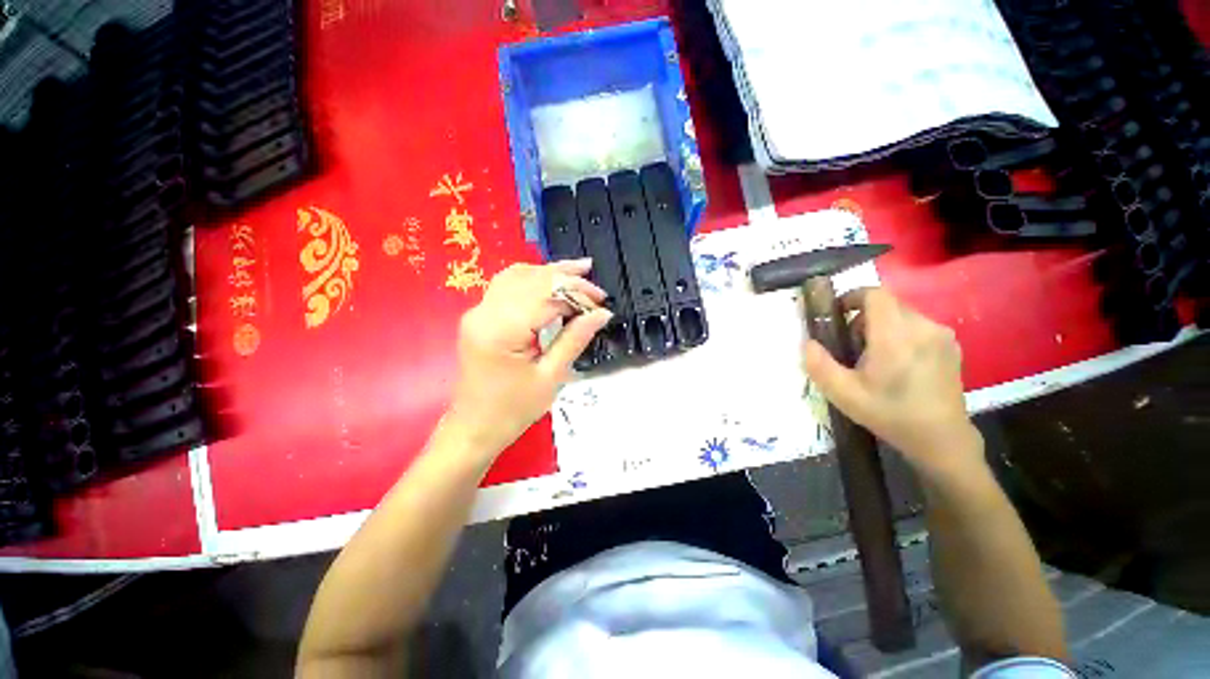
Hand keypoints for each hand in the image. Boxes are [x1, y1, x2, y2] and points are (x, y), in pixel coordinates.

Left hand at [446, 259, 611, 456]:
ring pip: (518, 276)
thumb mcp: (551, 377)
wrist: (474, 428)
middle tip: (596, 287)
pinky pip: (507, 286)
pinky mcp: (480, 316)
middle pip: (532, 279)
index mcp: (501, 329)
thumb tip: (601, 313)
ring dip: (549, 272)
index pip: (546, 296)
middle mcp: (484, 312)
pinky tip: (549, 280)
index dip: (577, 295)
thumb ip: (575, 339)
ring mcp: (478, 311)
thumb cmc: (513, 410)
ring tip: (579, 270)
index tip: (602, 305)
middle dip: (567, 280)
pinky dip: (532, 279)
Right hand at [802, 287, 982, 479]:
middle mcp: (923, 327)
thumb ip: (819, 365)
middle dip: (863, 317)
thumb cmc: (890, 414)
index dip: (852, 298)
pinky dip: (901, 333)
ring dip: (882, 325)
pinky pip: (918, 325)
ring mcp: (942, 335)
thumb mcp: (844, 394)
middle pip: (887, 304)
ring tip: (875, 356)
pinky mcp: (951, 345)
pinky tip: (899, 362)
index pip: (874, 295)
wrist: (942, 439)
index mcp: (895, 336)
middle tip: (852, 345)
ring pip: (903, 314)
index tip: (837, 315)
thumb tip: (808, 343)